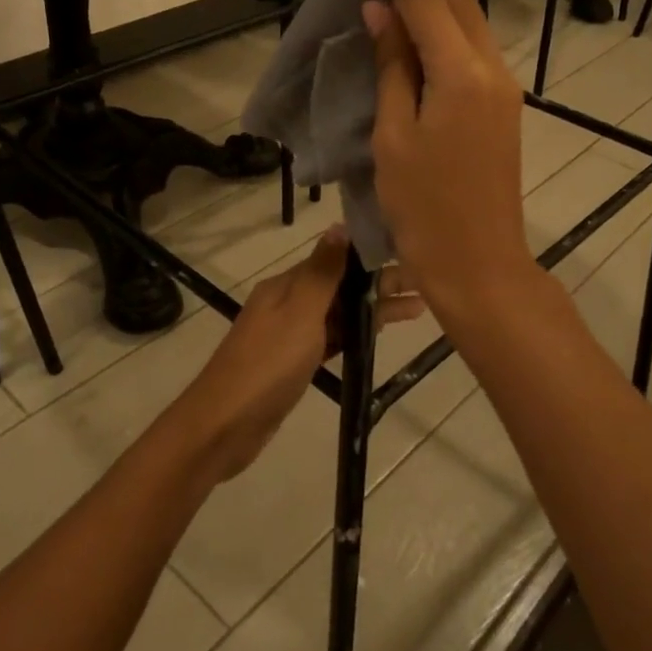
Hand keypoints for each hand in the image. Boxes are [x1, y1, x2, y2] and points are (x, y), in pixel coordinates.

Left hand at [171, 227, 424, 482]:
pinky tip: (378, 336)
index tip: (410, 254)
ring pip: (339, 314)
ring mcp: (290, 335)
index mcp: (286, 285)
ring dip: (374, 309)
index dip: (372, 257)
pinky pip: (332, 339)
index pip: (336, 260)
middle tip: (425, 286)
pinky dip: (356, 334)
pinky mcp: (294, 363)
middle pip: (341, 286)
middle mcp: (288, 303)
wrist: (226, 424)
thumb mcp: (299, 311)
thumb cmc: (267, 364)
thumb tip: (340, 226)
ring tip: (417, 310)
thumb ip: (322, 272)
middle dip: (380, 284)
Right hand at [363, 0, 535, 327]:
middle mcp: (488, 67)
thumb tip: (384, 13)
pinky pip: (469, 43)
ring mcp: (498, 85)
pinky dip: (448, 12)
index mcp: (458, 74)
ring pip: (467, 15)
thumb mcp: (394, 140)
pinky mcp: (497, 103)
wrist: (480, 264)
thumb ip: (394, 70)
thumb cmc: (425, 211)